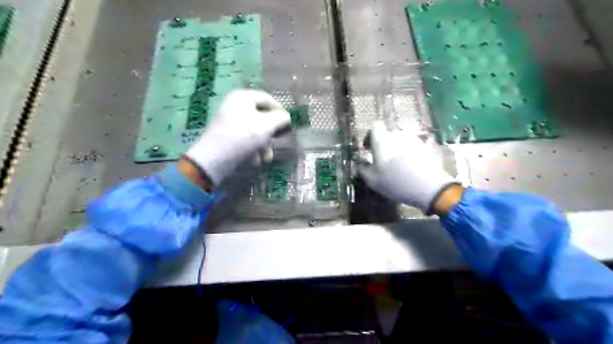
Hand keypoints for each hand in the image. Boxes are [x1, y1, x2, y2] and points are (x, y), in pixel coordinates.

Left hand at [185, 89, 290, 185]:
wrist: (215, 158)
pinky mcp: (227, 136)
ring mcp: (229, 121)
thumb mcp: (267, 125)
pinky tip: (254, 159)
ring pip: (254, 130)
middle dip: (270, 132)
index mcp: (243, 97)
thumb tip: (286, 116)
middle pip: (261, 116)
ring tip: (266, 157)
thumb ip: (280, 118)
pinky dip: (252, 148)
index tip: (288, 123)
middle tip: (276, 141)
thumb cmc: (244, 136)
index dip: (279, 110)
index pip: (267, 98)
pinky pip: (245, 139)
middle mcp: (235, 105)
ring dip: (263, 144)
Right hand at [360, 120, 459, 212]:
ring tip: (399, 165)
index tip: (369, 148)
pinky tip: (411, 167)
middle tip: (383, 160)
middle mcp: (398, 136)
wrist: (429, 187)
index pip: (375, 126)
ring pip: (402, 140)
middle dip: (385, 144)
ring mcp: (414, 140)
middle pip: (389, 133)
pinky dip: (410, 153)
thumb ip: (363, 170)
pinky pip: (414, 146)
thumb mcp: (373, 181)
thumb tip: (361, 164)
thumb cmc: (396, 183)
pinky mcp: (426, 147)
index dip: (370, 136)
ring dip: (398, 148)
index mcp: (383, 141)